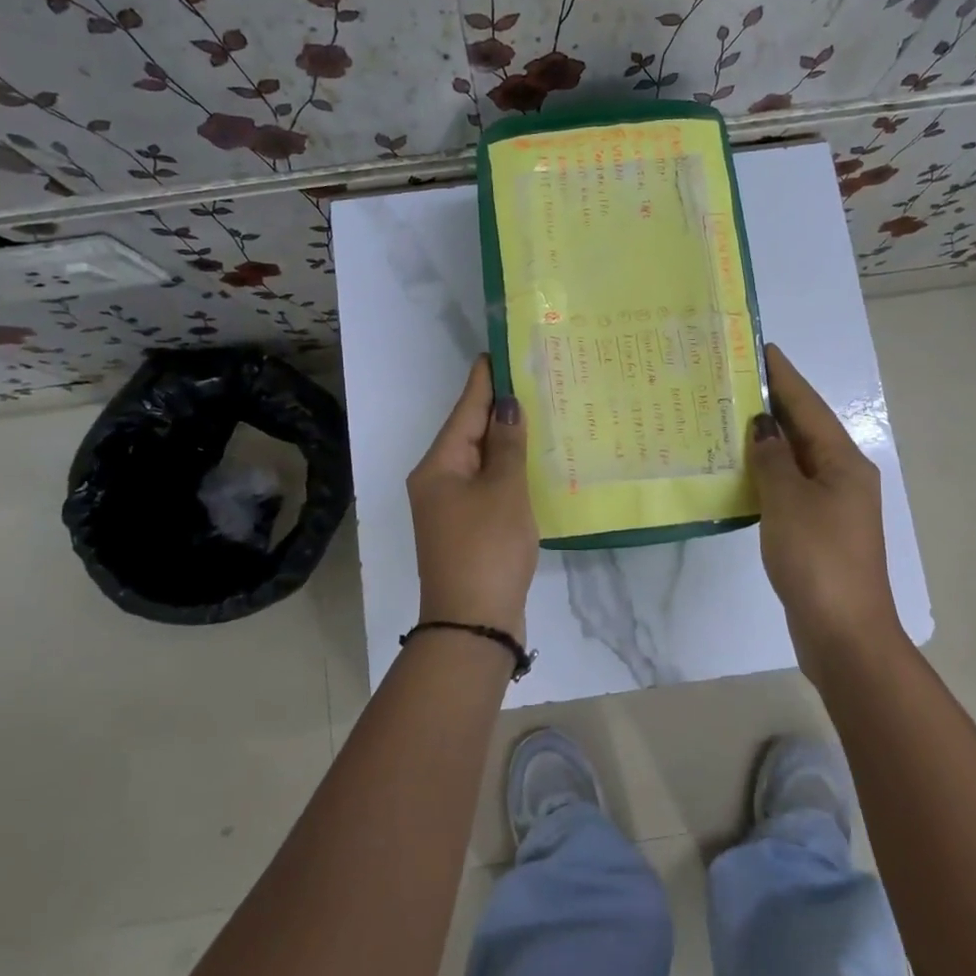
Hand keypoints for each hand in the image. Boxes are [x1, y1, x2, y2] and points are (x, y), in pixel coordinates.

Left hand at [406, 355, 537, 641]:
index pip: (464, 410)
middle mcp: (438, 481)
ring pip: (480, 460)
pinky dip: (508, 470)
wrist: (474, 624)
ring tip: (537, 410)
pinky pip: (488, 485)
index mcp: (438, 466)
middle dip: (498, 407)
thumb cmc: (487, 548)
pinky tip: (531, 460)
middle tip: (531, 377)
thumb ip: (506, 444)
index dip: (484, 380)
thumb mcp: (503, 490)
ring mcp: (451, 507)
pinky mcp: (468, 527)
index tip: (498, 350)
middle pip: (469, 433)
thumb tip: (507, 404)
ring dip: (505, 439)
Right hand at [747, 342, 904, 675]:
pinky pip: (788, 487)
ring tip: (728, 417)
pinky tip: (739, 471)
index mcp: (842, 462)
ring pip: (795, 459)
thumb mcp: (789, 501)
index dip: (783, 376)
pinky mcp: (817, 531)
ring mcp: (831, 506)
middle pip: (804, 428)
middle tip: (731, 379)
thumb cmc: (818, 559)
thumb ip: (772, 458)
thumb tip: (762, 426)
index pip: (807, 405)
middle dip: (772, 403)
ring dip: (766, 438)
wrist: (845, 634)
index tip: (759, 347)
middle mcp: (842, 477)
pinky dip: (766, 473)